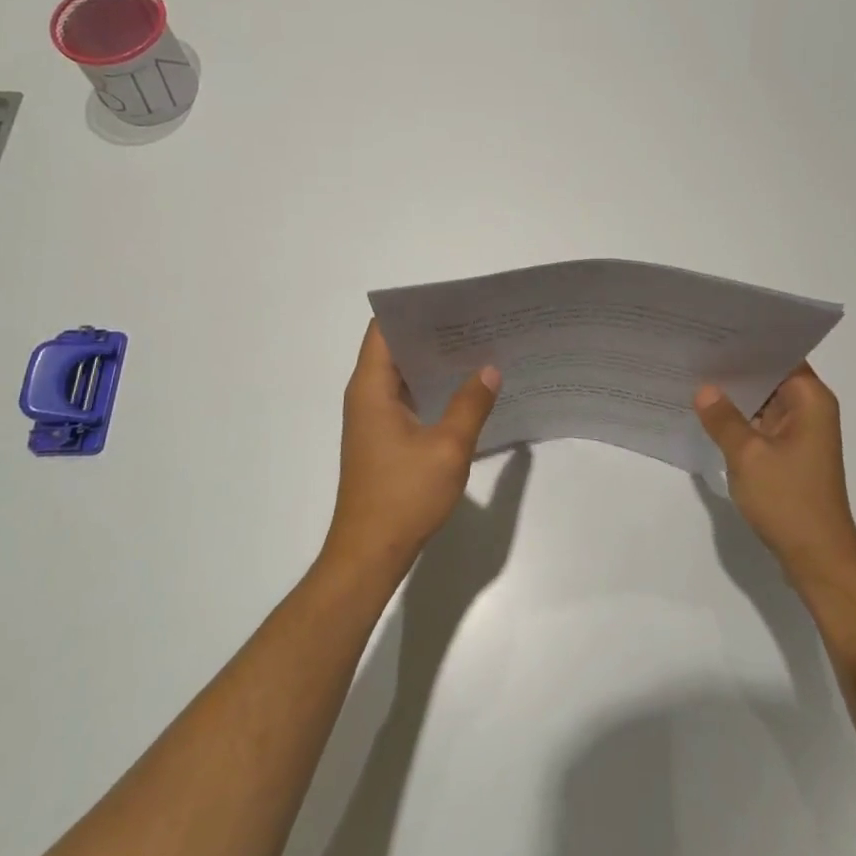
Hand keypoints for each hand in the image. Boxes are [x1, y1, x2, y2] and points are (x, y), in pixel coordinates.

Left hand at [324, 321, 500, 582]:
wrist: (370, 553)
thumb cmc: (403, 496)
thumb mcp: (448, 447)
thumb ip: (470, 404)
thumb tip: (489, 369)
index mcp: (372, 388)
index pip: (384, 329)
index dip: (413, 311)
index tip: (452, 302)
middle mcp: (366, 396)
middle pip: (395, 348)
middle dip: (432, 334)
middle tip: (476, 323)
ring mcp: (373, 419)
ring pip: (403, 375)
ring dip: (434, 363)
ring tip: (477, 349)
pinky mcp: (383, 439)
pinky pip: (408, 399)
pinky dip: (432, 389)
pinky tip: (466, 391)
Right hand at [694, 365, 855, 594]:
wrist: (817, 557)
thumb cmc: (788, 500)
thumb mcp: (747, 455)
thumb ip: (723, 419)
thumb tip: (704, 389)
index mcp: (810, 400)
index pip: (781, 355)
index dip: (750, 343)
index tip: (714, 332)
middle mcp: (811, 411)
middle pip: (772, 377)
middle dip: (737, 368)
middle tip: (694, 351)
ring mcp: (801, 435)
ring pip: (765, 402)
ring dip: (737, 396)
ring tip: (694, 377)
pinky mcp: (791, 456)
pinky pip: (762, 425)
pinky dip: (741, 420)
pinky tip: (709, 415)